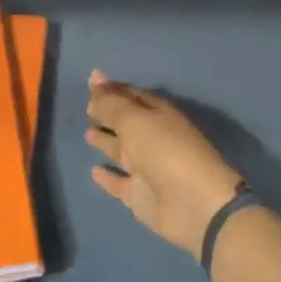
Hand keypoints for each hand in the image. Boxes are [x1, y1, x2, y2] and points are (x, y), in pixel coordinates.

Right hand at [87, 71, 242, 257]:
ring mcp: (147, 169)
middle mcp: (154, 139)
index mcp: (159, 115)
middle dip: (109, 114)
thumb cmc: (165, 151)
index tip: (92, 82)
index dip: (113, 89)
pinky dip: (108, 177)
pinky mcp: (140, 195)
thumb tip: (94, 76)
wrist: (193, 204)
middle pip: (127, 123)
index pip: (133, 96)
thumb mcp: (134, 120)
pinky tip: (93, 171)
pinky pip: (119, 183)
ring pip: (122, 152)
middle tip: (87, 107)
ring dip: (107, 142)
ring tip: (87, 133)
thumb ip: (111, 103)